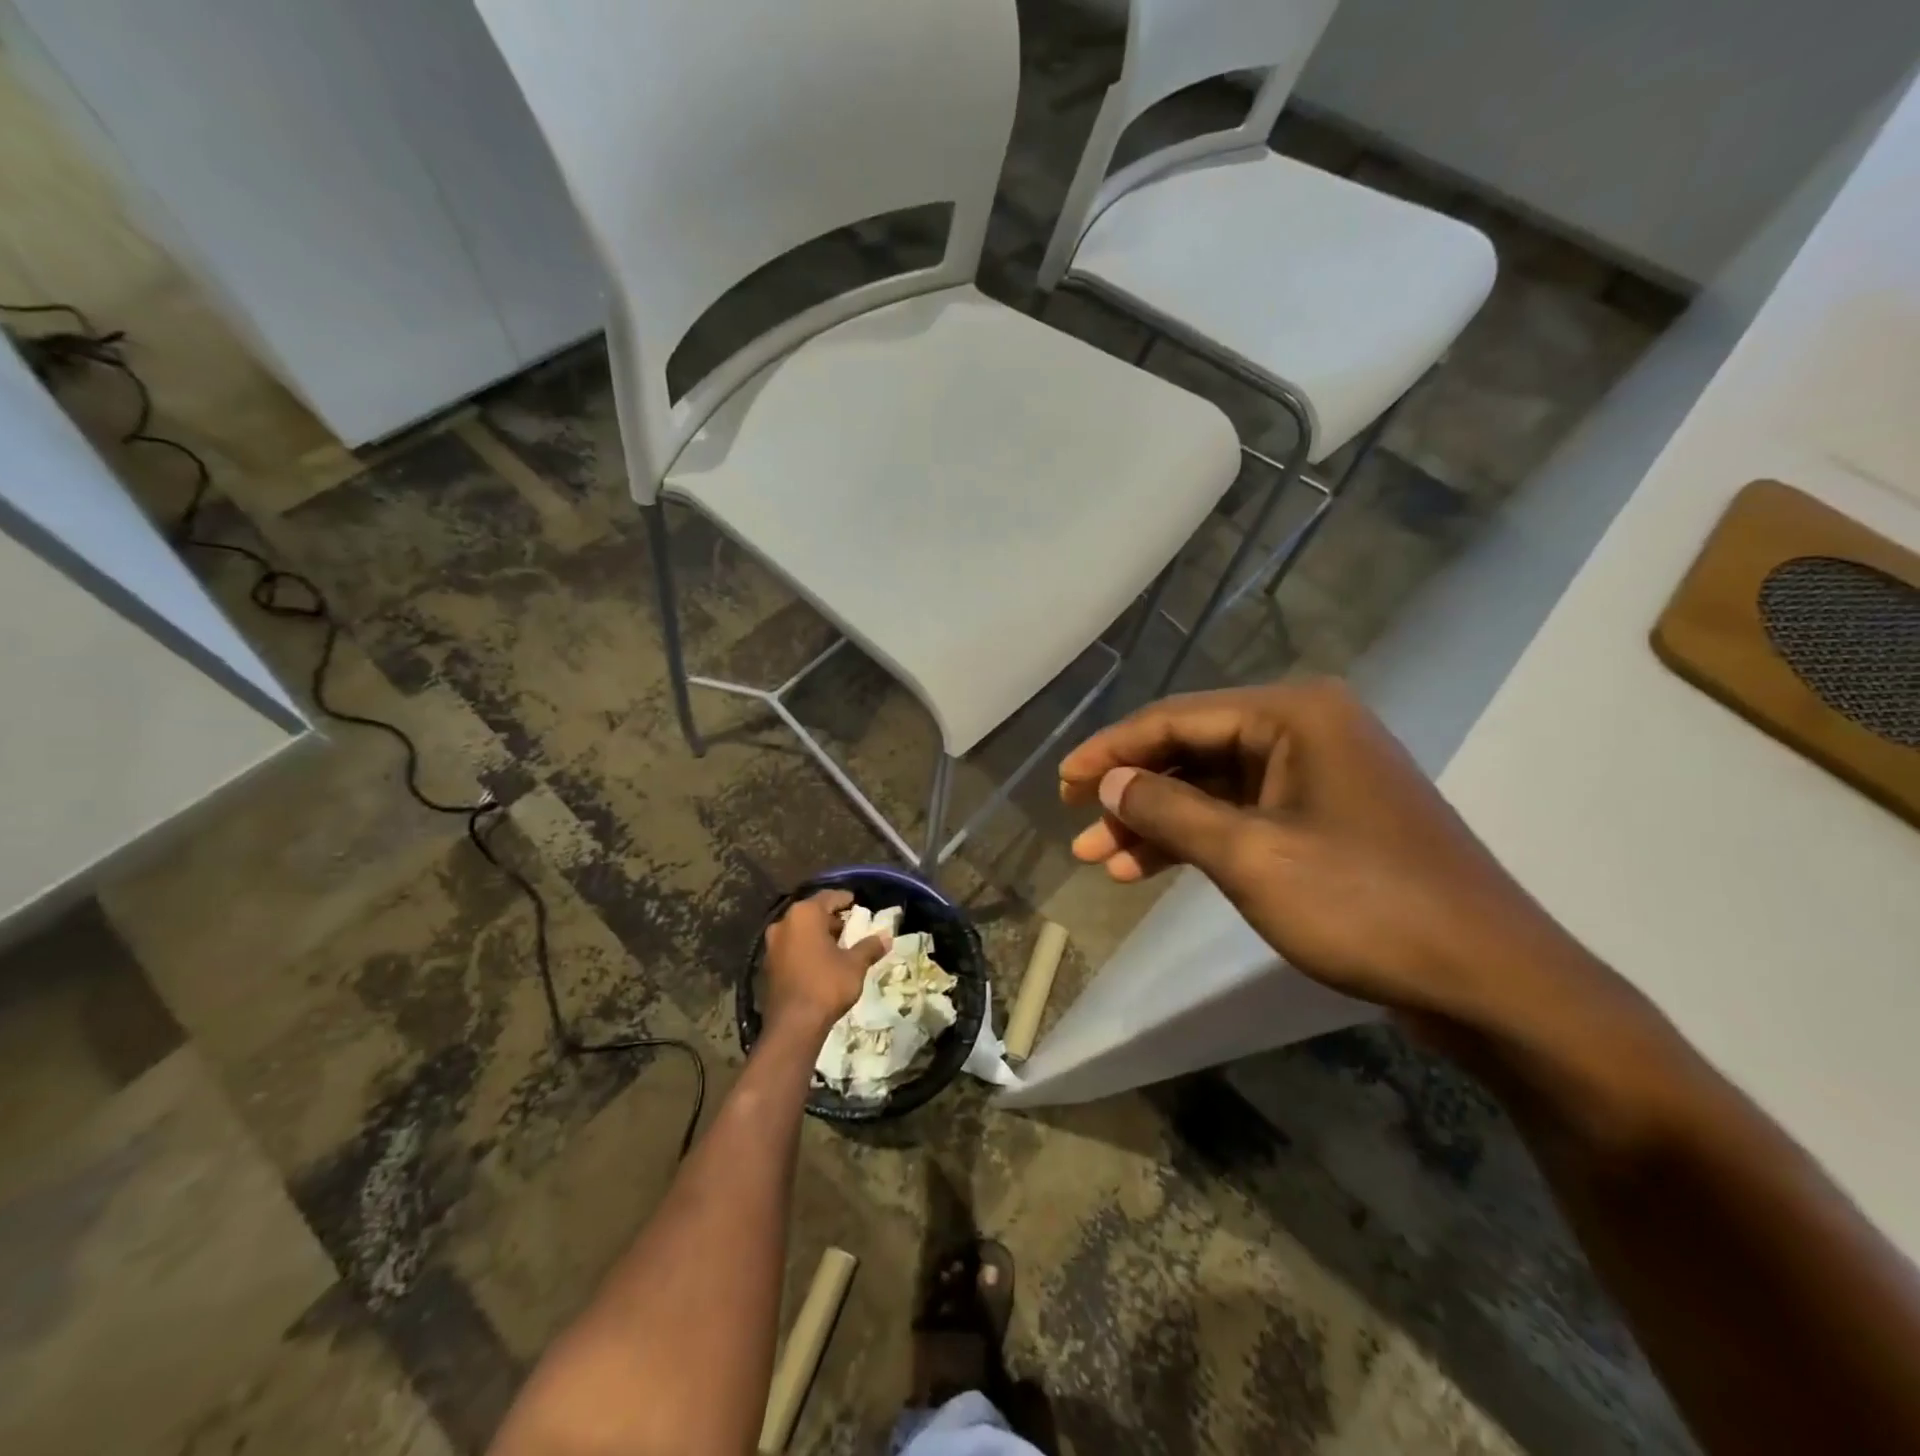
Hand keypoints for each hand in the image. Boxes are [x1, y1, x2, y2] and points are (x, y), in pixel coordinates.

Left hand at [762, 890, 887, 1038]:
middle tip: (850, 926)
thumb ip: (869, 947)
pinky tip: (820, 962)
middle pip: (811, 913)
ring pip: (799, 931)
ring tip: (838, 945)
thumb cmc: (826, 985)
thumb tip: (886, 937)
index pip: (828, 897)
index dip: (844, 899)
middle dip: (830, 919)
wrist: (793, 1025)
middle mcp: (784, 923)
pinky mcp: (767, 965)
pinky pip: (790, 948)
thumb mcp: (854, 964)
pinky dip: (805, 949)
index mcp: (804, 915)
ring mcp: (772, 945)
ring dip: (817, 934)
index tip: (856, 902)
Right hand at [1059, 679, 1583, 1023]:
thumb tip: (1109, 782)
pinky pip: (1241, 817)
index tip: (1061, 782)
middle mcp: (1305, 730)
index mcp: (1293, 715)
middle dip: (1132, 791)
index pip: (1177, 719)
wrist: (1490, 982)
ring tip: (1103, 859)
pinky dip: (1196, 840)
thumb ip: (1170, 810)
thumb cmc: (1365, 906)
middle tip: (1077, 825)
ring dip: (1157, 822)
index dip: (1112, 750)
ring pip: (1212, 789)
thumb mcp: (1250, 856)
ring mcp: (1317, 777)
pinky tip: (1150, 868)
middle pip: (1192, 750)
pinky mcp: (1323, 821)